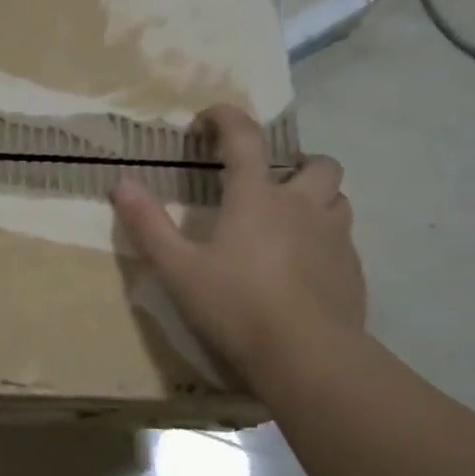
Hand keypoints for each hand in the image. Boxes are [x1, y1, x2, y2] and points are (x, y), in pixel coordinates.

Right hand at [111, 104, 365, 385]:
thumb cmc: (236, 305)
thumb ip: (148, 224)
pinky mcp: (353, 272)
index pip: (245, 137)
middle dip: (295, 164)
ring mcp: (335, 238)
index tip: (206, 122)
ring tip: (290, 224)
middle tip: (269, 186)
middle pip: (317, 164)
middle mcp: (303, 206)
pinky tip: (305, 270)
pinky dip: (325, 242)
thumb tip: (121, 183)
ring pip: (338, 199)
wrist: (307, 357)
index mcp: (257, 197)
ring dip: (317, 200)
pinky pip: (344, 241)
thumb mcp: (178, 268)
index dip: (225, 118)